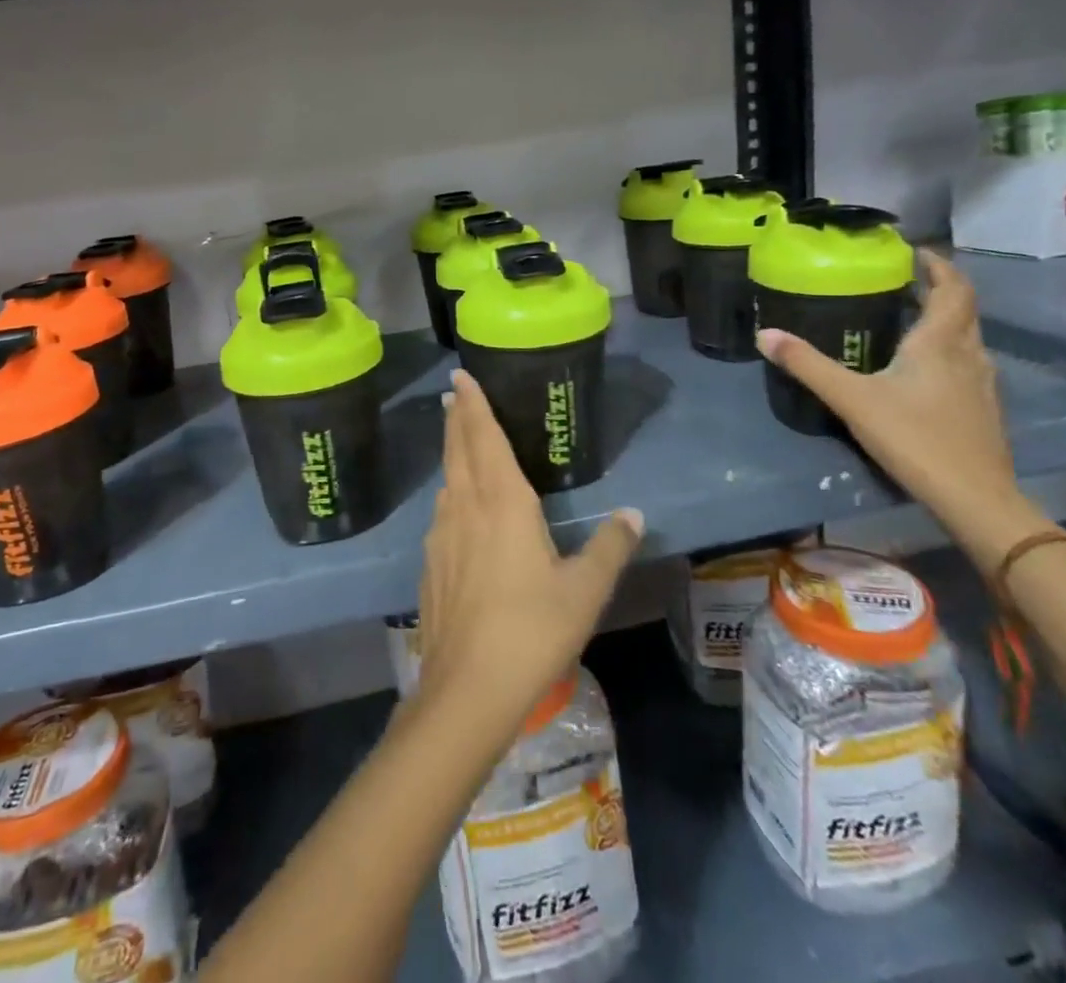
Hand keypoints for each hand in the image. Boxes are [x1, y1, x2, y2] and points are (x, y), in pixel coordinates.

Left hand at [416, 369, 643, 737]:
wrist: (468, 687)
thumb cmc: (533, 629)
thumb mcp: (584, 589)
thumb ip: (609, 547)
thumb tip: (633, 514)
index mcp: (502, 501)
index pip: (483, 436)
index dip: (473, 404)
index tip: (460, 377)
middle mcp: (466, 506)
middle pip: (458, 449)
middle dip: (456, 417)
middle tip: (452, 393)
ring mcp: (442, 535)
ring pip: (447, 479)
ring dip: (451, 452)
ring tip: (457, 439)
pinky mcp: (432, 563)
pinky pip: (442, 512)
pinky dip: (450, 492)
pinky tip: (457, 507)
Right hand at [756, 250, 1045, 564]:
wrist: (975, 498)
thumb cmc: (914, 438)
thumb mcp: (851, 398)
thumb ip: (807, 365)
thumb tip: (764, 334)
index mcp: (940, 343)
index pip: (953, 289)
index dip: (938, 266)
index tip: (915, 252)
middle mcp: (968, 354)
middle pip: (963, 309)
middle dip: (939, 289)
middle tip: (905, 281)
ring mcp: (982, 384)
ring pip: (968, 337)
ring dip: (945, 319)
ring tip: (910, 318)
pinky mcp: (984, 410)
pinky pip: (968, 362)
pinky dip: (948, 349)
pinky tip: (924, 369)